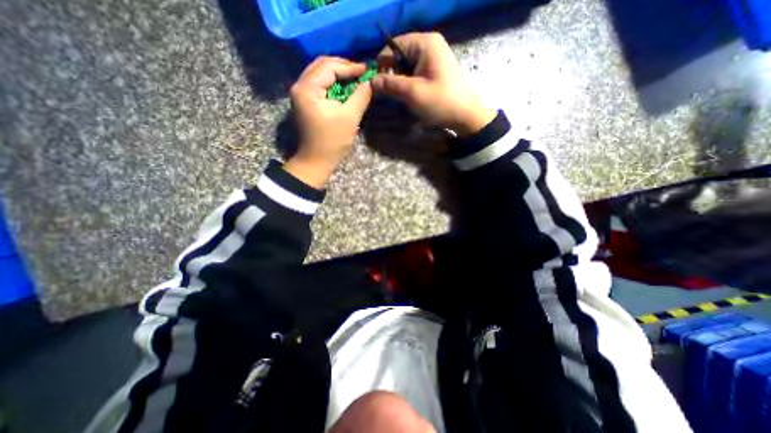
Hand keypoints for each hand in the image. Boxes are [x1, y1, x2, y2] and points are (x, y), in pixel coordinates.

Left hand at [287, 55, 374, 186]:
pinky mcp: (304, 101)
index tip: (366, 69)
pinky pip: (318, 84)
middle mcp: (299, 86)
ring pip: (319, 73)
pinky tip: (344, 87)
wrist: (316, 161)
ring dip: (337, 74)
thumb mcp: (350, 118)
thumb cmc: (332, 141)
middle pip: (321, 65)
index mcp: (307, 89)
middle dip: (342, 67)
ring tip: (354, 78)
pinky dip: (332, 83)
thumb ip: (360, 96)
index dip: (349, 67)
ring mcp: (300, 94)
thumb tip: (369, 81)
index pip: (329, 67)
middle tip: (360, 72)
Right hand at [372, 32, 492, 135]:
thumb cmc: (440, 102)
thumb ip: (390, 84)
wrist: (467, 116)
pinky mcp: (437, 70)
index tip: (378, 83)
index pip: (394, 45)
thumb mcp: (412, 93)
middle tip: (391, 93)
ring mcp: (435, 58)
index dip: (383, 63)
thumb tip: (371, 81)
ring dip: (401, 81)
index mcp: (425, 43)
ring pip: (408, 66)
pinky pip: (416, 73)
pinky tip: (412, 96)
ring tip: (402, 97)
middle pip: (401, 55)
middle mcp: (430, 45)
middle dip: (393, 74)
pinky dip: (410, 83)